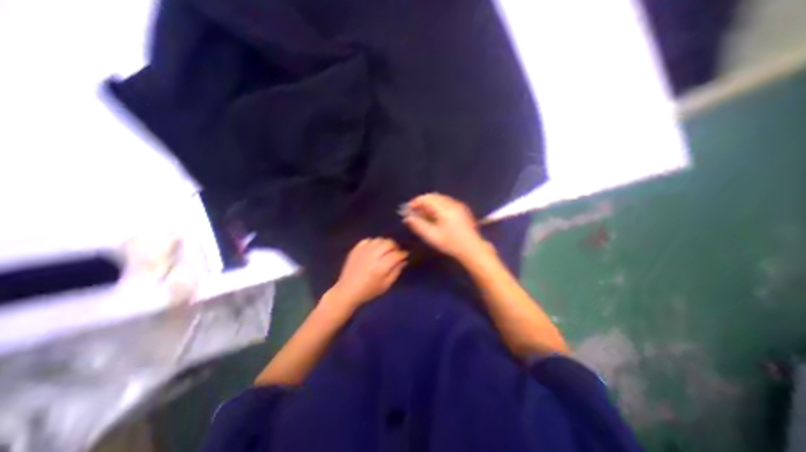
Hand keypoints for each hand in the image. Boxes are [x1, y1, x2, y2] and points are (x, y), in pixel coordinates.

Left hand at [327, 238, 406, 308]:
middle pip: (388, 243)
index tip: (405, 255)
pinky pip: (368, 240)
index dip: (403, 254)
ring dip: (385, 244)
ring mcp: (363, 251)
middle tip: (395, 252)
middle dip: (395, 247)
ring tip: (385, 250)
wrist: (347, 291)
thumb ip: (396, 271)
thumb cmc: (369, 291)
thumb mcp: (386, 285)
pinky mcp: (356, 249)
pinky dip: (373, 242)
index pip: (396, 255)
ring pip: (379, 239)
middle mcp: (373, 256)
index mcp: (381, 267)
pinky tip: (374, 249)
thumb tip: (404, 260)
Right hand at [401, 193, 490, 262]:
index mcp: (444, 208)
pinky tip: (435, 215)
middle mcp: (452, 203)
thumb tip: (407, 217)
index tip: (408, 210)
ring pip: (440, 198)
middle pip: (433, 196)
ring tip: (423, 214)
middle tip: (414, 212)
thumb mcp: (431, 236)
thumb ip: (418, 225)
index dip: (415, 202)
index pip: (426, 198)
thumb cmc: (451, 244)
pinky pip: (446, 202)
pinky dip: (437, 205)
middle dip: (422, 202)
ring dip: (429, 203)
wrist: (472, 249)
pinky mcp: (462, 208)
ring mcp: (458, 205)